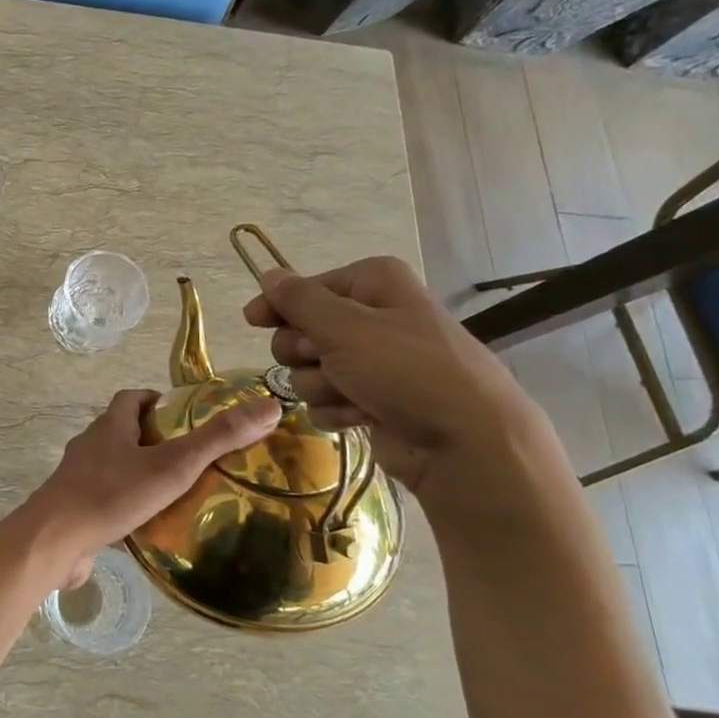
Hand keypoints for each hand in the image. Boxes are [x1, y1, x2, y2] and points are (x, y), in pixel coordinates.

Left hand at [24, 389, 281, 588]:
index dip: (155, 401)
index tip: (182, 415)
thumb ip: (218, 439)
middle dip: (151, 440)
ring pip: (112, 468)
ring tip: (174, 493)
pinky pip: (103, 500)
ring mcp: (77, 479)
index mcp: (109, 427)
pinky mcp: (73, 510)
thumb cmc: (112, 495)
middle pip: (121, 432)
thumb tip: (269, 406)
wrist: (54, 542)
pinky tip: (146, 526)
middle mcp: (89, 447)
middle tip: (188, 458)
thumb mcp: (172, 465)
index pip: (130, 398)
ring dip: (138, 475)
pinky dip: (124, 506)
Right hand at [243, 255, 546, 496]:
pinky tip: (362, 416)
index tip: (254, 322)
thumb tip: (269, 275)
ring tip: (353, 394)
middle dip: (304, 353)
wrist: (464, 442)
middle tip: (327, 362)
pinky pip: (327, 400)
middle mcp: (373, 317)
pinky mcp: (371, 400)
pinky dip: (337, 410)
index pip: (306, 288)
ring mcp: (373, 362)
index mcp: (373, 284)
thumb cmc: (404, 369)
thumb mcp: (344, 327)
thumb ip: (298, 301)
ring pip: (310, 371)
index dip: (279, 306)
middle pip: (302, 331)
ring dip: (322, 386)